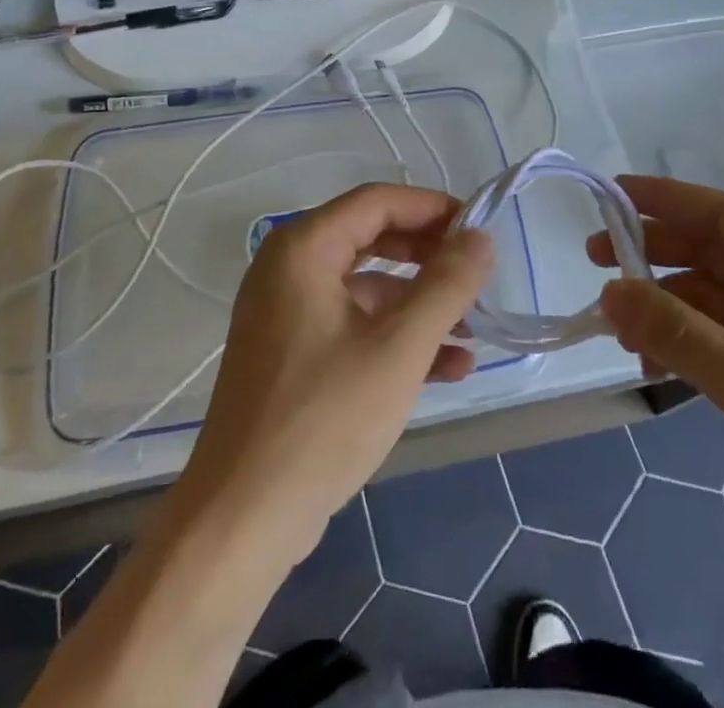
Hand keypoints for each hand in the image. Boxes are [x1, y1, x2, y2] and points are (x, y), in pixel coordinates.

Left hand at [177, 183, 492, 565]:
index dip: (433, 208)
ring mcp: (288, 312)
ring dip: (421, 304)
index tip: (480, 228)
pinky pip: (354, 324)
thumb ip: (446, 286)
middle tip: (478, 274)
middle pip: (373, 238)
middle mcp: (289, 268)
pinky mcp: (294, 353)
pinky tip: (448, 367)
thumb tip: (481, 238)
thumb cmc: (323, 420)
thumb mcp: (399, 349)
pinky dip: (396, 336)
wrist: (242, 522)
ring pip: (368, 287)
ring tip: (475, 330)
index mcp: (303, 249)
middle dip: (430, 256)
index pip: (377, 201)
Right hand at [590, 176, 723, 584]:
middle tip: (595, 261)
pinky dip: (679, 345)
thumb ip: (676, 332)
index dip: (664, 199)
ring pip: (706, 297)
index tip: (610, 193)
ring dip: (661, 308)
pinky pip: (714, 337)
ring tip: (616, 330)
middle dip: (653, 255)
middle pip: (710, 251)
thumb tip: (609, 291)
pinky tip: (649, 366)